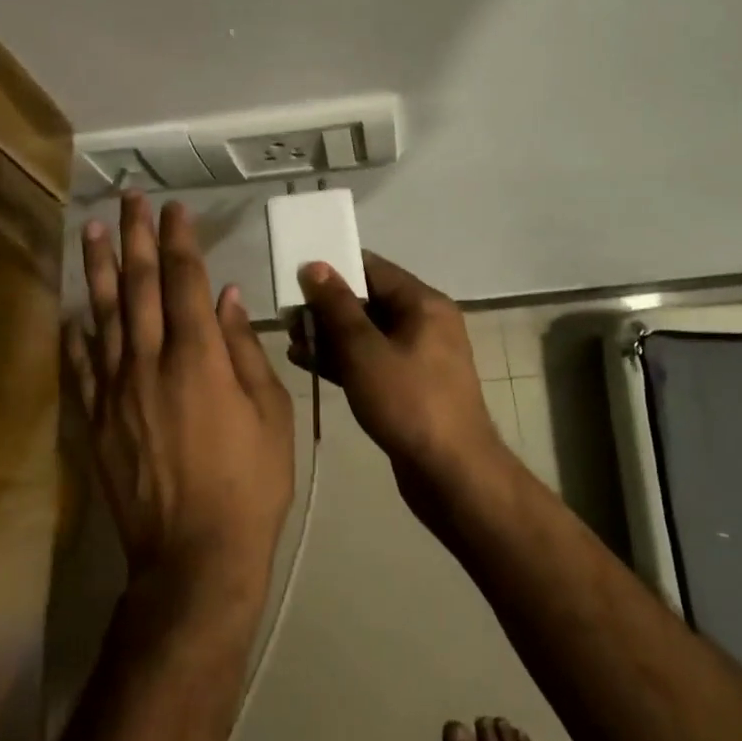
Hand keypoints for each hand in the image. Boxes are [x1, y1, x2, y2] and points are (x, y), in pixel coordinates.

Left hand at [66, 194, 294, 608]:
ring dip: (99, 270)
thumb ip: (246, 351)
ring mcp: (116, 391)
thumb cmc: (249, 483)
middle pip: (140, 286)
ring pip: (104, 316)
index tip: (174, 208)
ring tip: (91, 231)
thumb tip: (226, 298)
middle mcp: (150, 363)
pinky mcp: (97, 421)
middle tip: (128, 199)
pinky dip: (75, 335)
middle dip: (135, 237)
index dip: (179, 240)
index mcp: (199, 359)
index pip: (184, 281)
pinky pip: (80, 367)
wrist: (194, 556)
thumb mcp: (270, 413)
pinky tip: (71, 311)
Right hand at [289, 252, 505, 497]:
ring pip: (368, 334)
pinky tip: (308, 363)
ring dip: (330, 336)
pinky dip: (344, 360)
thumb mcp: (365, 351)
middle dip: (327, 308)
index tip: (297, 277)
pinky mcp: (410, 386)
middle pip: (369, 301)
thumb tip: (316, 265)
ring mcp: (419, 356)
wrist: (453, 475)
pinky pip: (372, 360)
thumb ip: (337, 306)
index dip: (334, 269)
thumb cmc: (409, 402)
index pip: (373, 269)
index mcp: (424, 303)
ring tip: (291, 342)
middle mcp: (425, 322)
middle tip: (288, 318)